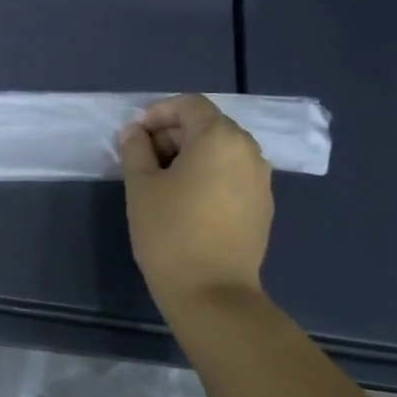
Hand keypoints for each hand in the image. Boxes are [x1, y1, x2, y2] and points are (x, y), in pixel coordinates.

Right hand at [119, 94, 273, 309]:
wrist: (212, 292)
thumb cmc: (169, 231)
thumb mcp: (140, 185)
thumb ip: (135, 150)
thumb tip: (135, 133)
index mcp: (220, 138)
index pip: (189, 105)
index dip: (158, 112)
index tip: (134, 135)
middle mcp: (248, 151)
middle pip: (207, 126)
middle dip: (172, 134)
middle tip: (141, 158)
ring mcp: (261, 180)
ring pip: (221, 151)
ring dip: (189, 155)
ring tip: (160, 181)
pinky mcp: (262, 206)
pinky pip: (232, 175)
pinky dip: (208, 175)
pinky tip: (185, 201)